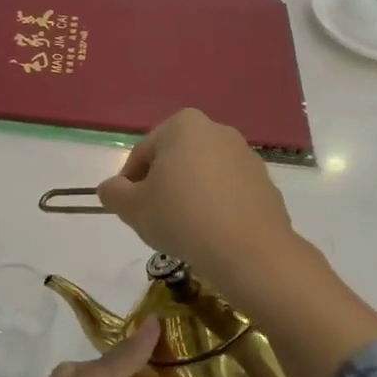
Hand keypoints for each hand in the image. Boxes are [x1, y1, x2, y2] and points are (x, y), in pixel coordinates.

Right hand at [95, 110, 300, 303]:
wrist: (248, 250)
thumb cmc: (181, 217)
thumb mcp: (132, 207)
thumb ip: (113, 193)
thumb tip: (111, 189)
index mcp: (182, 125)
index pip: (142, 153)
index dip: (129, 184)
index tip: (129, 210)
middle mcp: (217, 130)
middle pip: (174, 160)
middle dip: (161, 186)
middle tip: (154, 218)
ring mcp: (245, 156)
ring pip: (202, 175)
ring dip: (188, 196)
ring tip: (183, 229)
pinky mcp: (264, 182)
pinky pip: (227, 192)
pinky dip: (215, 206)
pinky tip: (209, 233)